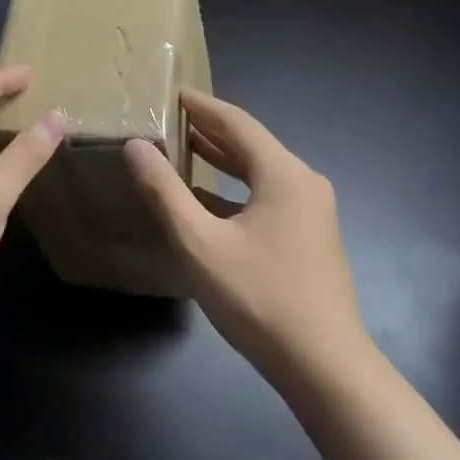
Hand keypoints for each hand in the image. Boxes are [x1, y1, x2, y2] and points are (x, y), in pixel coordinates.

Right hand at [125, 90, 367, 389]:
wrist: (324, 367)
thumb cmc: (259, 298)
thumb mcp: (199, 243)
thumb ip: (164, 191)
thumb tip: (135, 146)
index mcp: (283, 174)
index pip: (236, 122)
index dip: (201, 105)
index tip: (171, 92)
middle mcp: (303, 183)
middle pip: (250, 143)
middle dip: (209, 129)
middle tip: (169, 117)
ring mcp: (311, 212)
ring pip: (259, 171)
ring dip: (221, 158)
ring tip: (182, 147)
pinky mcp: (309, 237)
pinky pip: (266, 196)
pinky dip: (234, 188)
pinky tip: (205, 198)